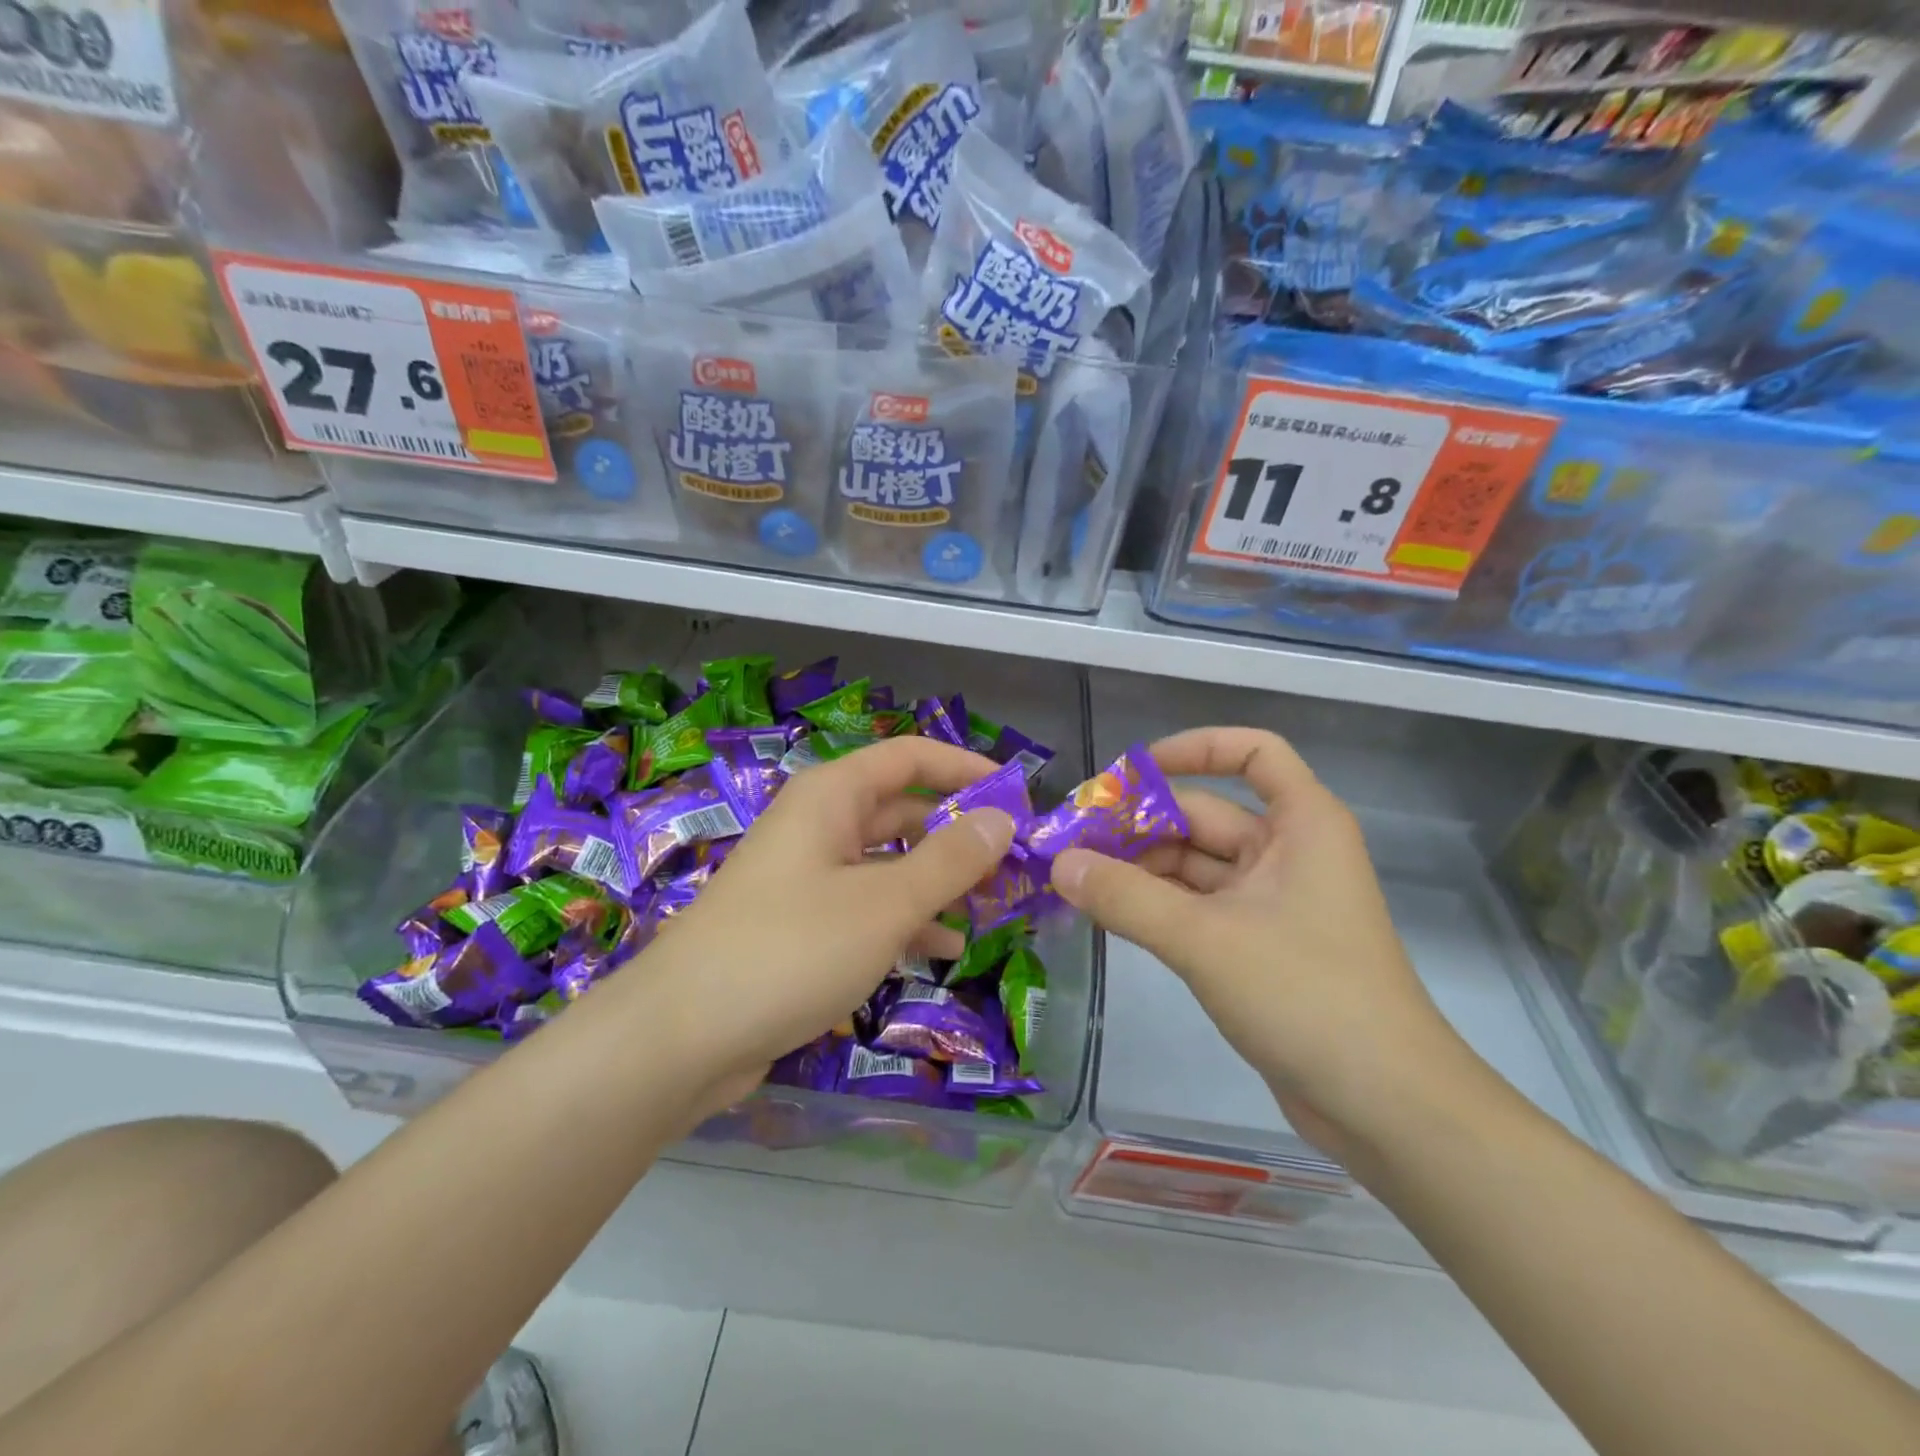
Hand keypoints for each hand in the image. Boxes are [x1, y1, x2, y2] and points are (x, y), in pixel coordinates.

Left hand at [636, 736, 1015, 1088]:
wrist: (681, 1036)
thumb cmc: (791, 948)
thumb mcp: (885, 902)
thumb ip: (950, 860)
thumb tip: (1002, 820)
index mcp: (832, 796)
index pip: (910, 756)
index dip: (965, 769)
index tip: (1017, 795)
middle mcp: (819, 825)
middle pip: (902, 809)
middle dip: (958, 832)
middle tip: (1014, 862)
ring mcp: (807, 876)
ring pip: (888, 862)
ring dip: (938, 879)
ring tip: (992, 906)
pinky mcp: (801, 925)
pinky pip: (866, 906)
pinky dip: (906, 919)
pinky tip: (944, 948)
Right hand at [1052, 727, 1472, 1159]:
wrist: (1386, 1106)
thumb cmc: (1307, 995)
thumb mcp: (1204, 940)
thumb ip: (1126, 898)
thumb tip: (1059, 864)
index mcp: (1301, 824)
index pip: (1253, 752)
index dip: (1194, 748)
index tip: (1131, 773)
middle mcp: (1288, 852)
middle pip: (1205, 814)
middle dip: (1139, 824)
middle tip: (1070, 840)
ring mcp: (1273, 902)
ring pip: (1195, 865)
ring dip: (1140, 870)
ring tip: (1076, 880)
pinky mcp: (1258, 946)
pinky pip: (1197, 907)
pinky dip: (1155, 906)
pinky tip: (1108, 913)